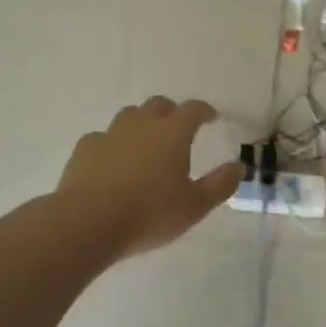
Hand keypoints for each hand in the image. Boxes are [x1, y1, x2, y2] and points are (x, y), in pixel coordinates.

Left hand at [55, 97, 242, 259]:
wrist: (88, 222)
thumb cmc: (149, 214)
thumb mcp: (194, 206)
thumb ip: (220, 184)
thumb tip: (239, 166)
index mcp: (172, 133)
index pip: (193, 109)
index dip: (204, 111)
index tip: (210, 117)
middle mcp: (142, 124)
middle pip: (159, 104)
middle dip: (171, 112)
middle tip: (177, 129)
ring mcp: (110, 133)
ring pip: (129, 115)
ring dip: (141, 123)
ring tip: (145, 143)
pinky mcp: (86, 147)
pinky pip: (103, 137)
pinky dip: (113, 144)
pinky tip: (112, 161)